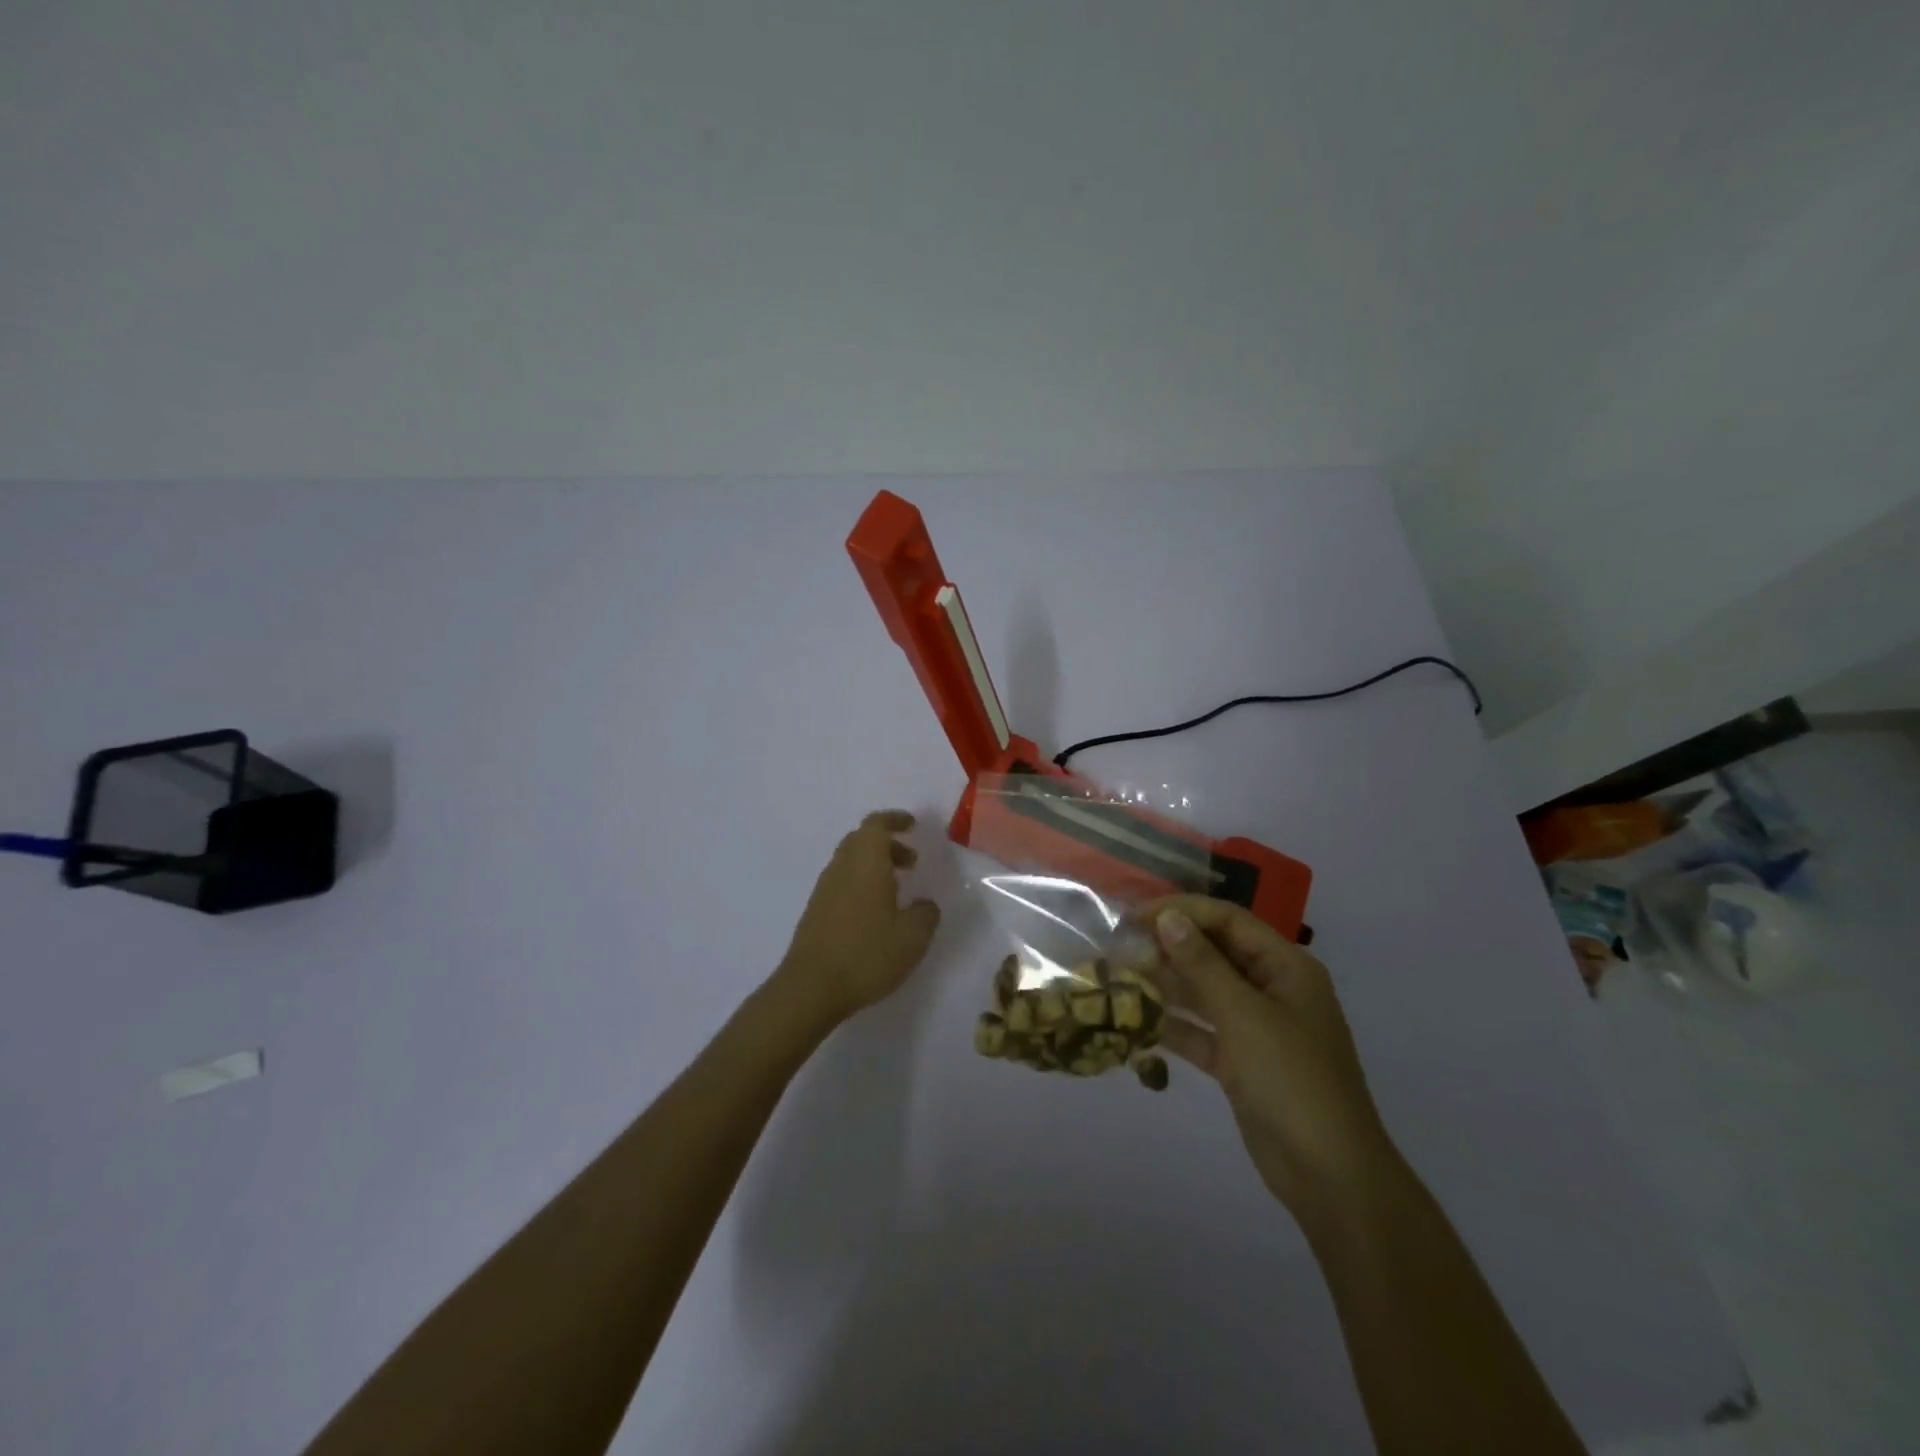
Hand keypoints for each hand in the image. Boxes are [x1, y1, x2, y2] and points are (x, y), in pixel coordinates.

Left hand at [776, 810, 941, 1024]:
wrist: (811, 987)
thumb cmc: (867, 953)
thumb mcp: (913, 936)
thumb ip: (926, 914)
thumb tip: (925, 905)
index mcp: (865, 861)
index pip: (877, 824)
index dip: (895, 819)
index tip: (913, 825)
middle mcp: (841, 867)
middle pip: (862, 840)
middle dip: (888, 844)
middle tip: (911, 862)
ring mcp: (824, 889)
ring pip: (850, 862)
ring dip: (875, 866)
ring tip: (898, 890)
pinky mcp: (816, 911)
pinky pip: (842, 883)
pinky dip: (862, 885)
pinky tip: (876, 914)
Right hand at [1143, 895, 1397, 1225]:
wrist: (1330, 1176)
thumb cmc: (1292, 1080)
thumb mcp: (1244, 1015)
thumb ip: (1202, 964)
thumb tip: (1169, 917)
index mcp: (1286, 967)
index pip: (1228, 920)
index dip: (1183, 911)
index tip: (1136, 916)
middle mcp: (1272, 989)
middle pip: (1215, 953)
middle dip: (1170, 947)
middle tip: (1121, 946)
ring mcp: (1257, 1028)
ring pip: (1205, 992)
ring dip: (1166, 985)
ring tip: (1120, 977)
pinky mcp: (1241, 1063)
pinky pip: (1201, 1031)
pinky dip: (1173, 1026)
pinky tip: (1136, 1021)